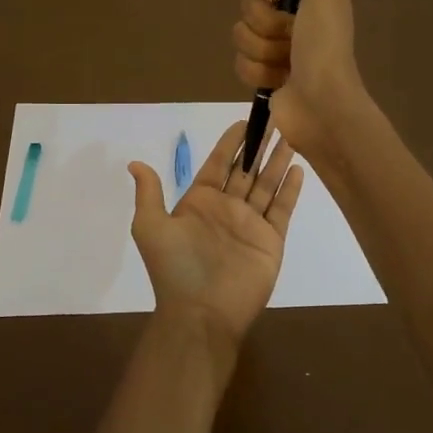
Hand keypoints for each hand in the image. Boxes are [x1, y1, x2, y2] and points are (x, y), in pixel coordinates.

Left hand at [127, 120, 302, 349]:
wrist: (201, 313)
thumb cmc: (175, 268)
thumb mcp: (151, 226)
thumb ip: (149, 193)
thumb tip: (135, 163)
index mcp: (199, 202)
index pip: (218, 164)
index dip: (231, 142)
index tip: (244, 121)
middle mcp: (226, 208)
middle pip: (246, 170)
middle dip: (259, 146)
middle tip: (276, 119)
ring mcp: (250, 224)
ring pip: (266, 184)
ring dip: (277, 161)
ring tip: (291, 136)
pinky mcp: (270, 240)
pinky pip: (281, 209)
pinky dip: (290, 190)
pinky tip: (297, 168)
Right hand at [231, 0, 366, 158]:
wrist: (321, 105)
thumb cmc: (325, 44)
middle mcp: (292, 17)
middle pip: (249, 3)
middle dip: (264, 22)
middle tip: (289, 36)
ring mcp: (276, 48)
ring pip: (240, 34)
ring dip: (261, 50)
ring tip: (286, 63)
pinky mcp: (264, 75)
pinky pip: (239, 62)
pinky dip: (256, 72)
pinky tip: (277, 81)